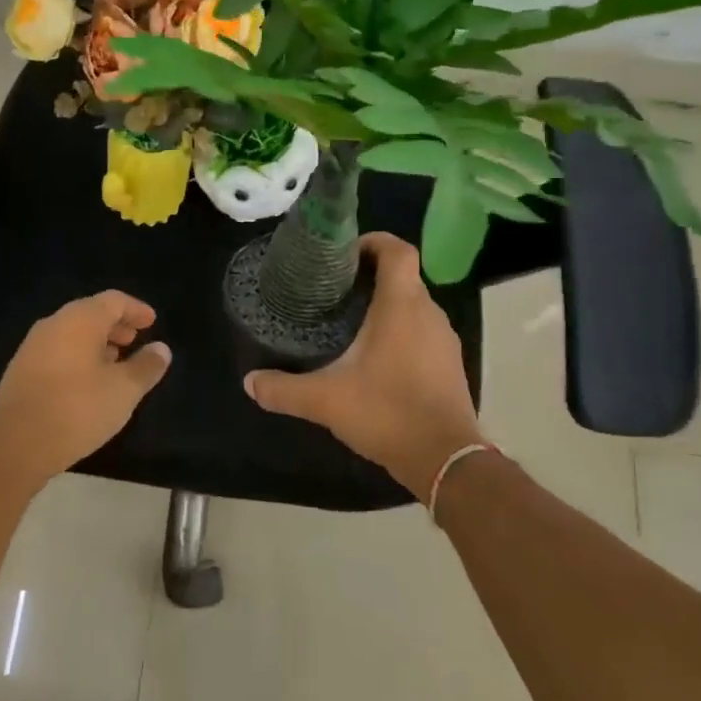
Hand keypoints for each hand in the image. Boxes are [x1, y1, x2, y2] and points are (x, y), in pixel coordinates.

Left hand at [0, 291, 171, 482]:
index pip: (114, 300)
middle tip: (135, 340)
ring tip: (115, 364)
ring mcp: (33, 347)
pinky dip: (78, 357)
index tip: (152, 322)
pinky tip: (88, 383)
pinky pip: (58, 352)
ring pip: (72, 334)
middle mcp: (54, 324)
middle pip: (91, 313)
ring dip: (96, 343)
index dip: (136, 309)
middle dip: (116, 325)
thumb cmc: (77, 409)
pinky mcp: (20, 370)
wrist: (14, 445)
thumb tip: (161, 349)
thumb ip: (146, 366)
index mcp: (80, 319)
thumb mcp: (124, 390)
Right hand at [243, 233, 481, 496]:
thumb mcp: (325, 400)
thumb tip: (249, 382)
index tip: (344, 253)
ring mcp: (444, 338)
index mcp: (401, 305)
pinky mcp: (450, 363)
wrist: (445, 459)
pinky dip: (402, 330)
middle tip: (335, 290)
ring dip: (387, 304)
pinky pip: (423, 331)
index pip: (397, 250)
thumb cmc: (386, 412)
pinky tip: (377, 356)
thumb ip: (284, 389)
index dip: (373, 241)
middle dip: (371, 276)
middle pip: (403, 276)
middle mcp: (428, 313)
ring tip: (351, 321)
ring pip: (414, 304)